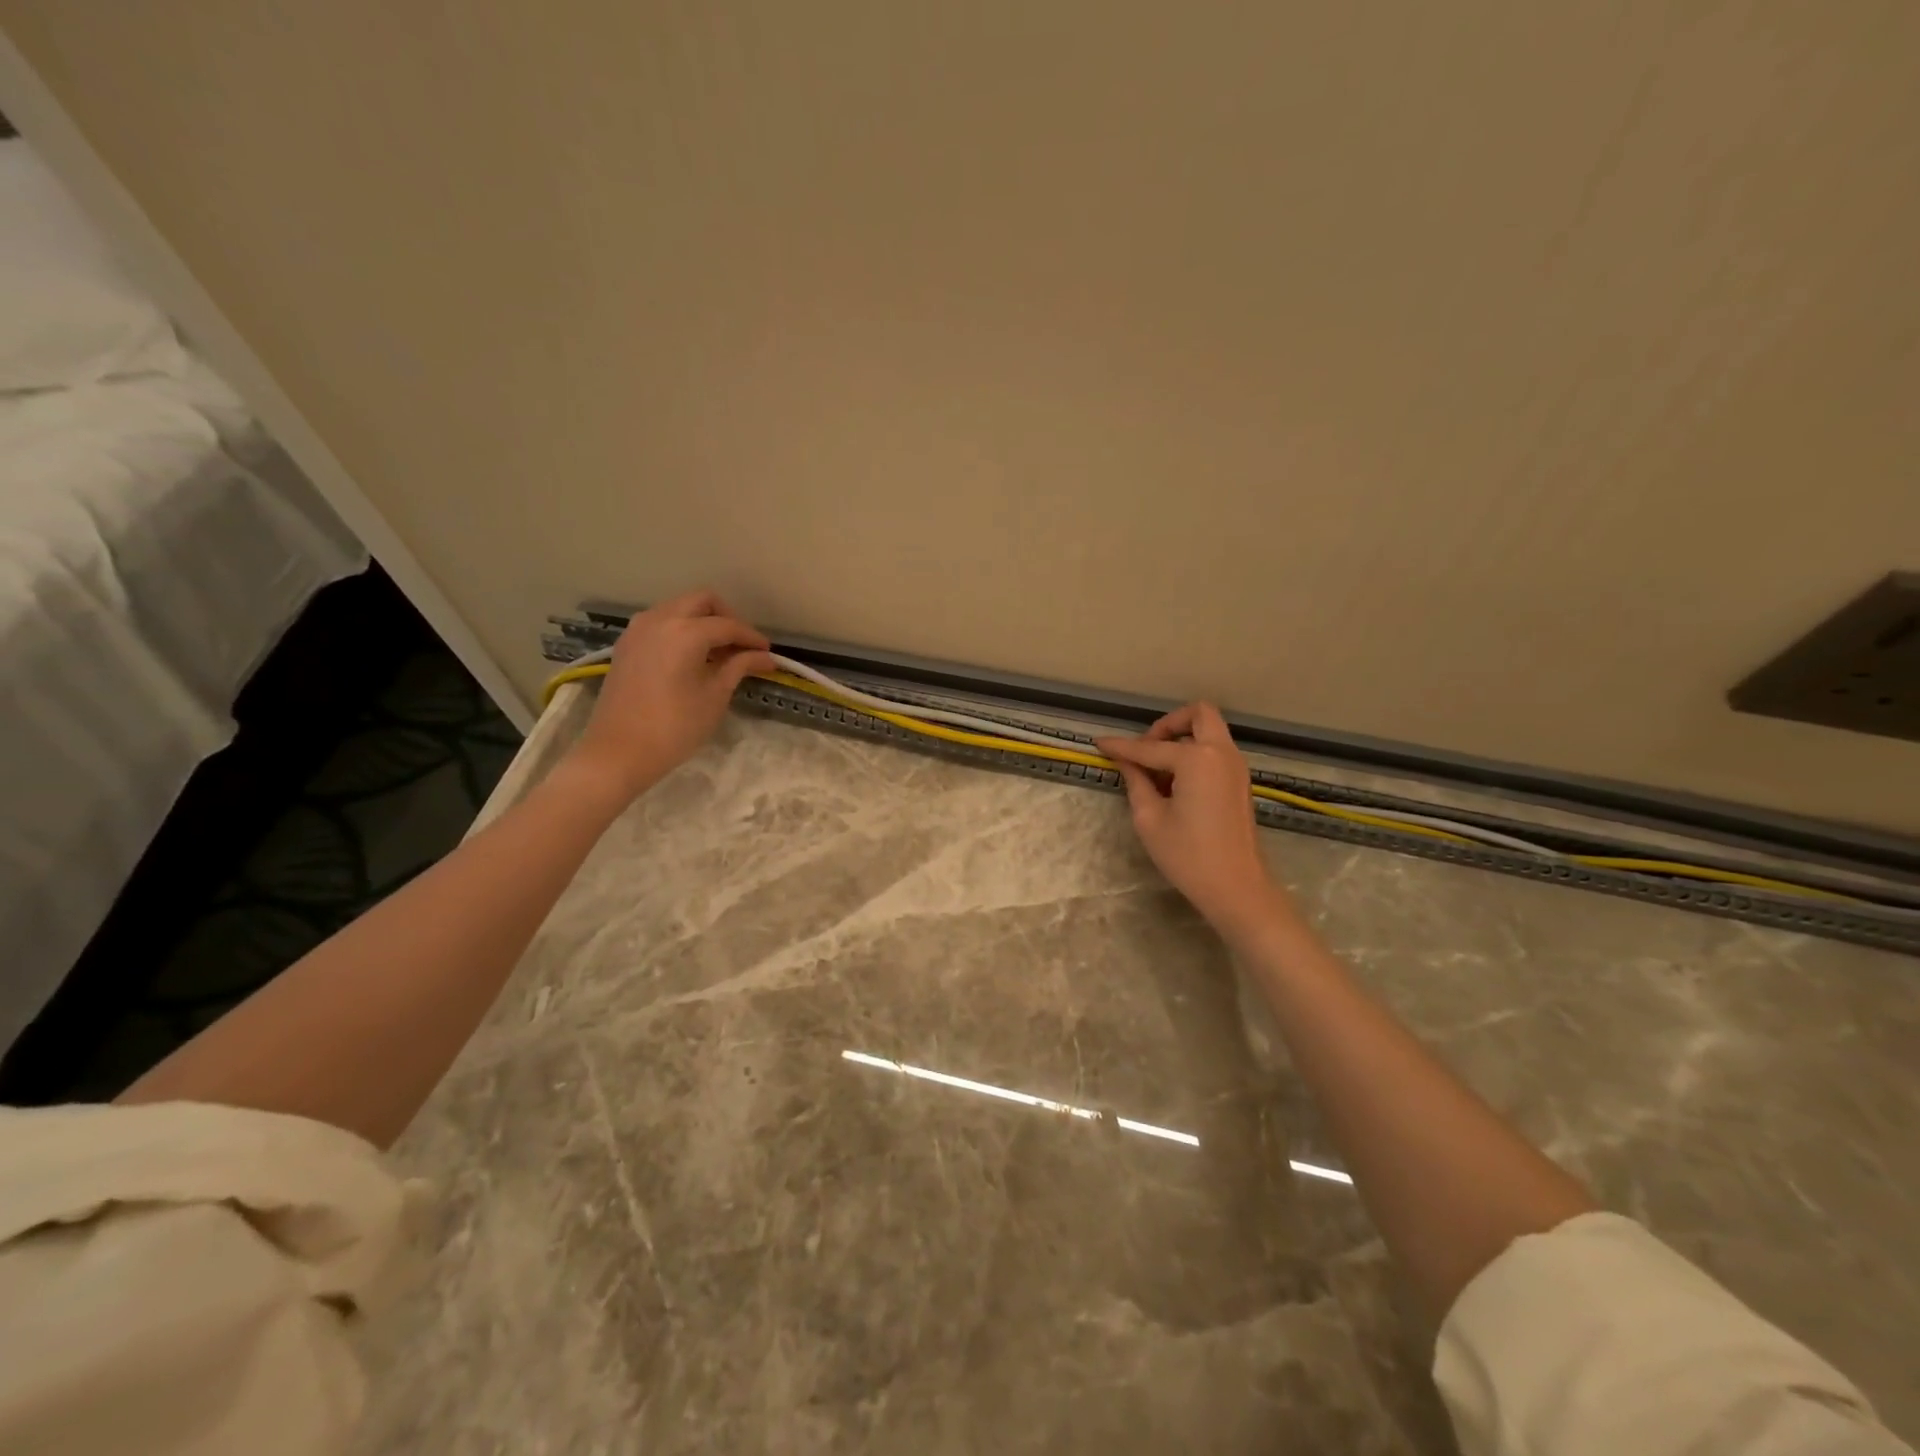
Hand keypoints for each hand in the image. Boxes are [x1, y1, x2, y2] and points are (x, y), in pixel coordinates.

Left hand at [568, 589, 776, 799]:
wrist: (619, 752)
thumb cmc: (675, 726)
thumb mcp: (715, 695)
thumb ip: (739, 667)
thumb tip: (765, 657)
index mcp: (686, 631)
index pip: (728, 625)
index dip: (752, 638)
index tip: (768, 654)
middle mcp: (660, 619)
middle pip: (702, 601)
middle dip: (727, 618)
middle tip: (742, 646)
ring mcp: (638, 629)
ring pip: (678, 608)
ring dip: (702, 622)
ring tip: (718, 653)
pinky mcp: (627, 644)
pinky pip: (661, 623)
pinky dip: (681, 630)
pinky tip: (692, 657)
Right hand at [1095, 702, 1284, 932]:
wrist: (1237, 888)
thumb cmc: (1188, 855)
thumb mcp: (1150, 818)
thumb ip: (1136, 782)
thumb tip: (1125, 762)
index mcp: (1197, 758)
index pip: (1150, 747)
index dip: (1121, 746)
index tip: (1099, 744)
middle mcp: (1221, 753)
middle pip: (1198, 714)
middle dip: (1167, 724)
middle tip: (1145, 748)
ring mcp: (1235, 766)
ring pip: (1208, 731)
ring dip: (1181, 739)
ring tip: (1155, 770)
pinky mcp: (1239, 781)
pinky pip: (1214, 751)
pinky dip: (1193, 754)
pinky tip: (1173, 783)